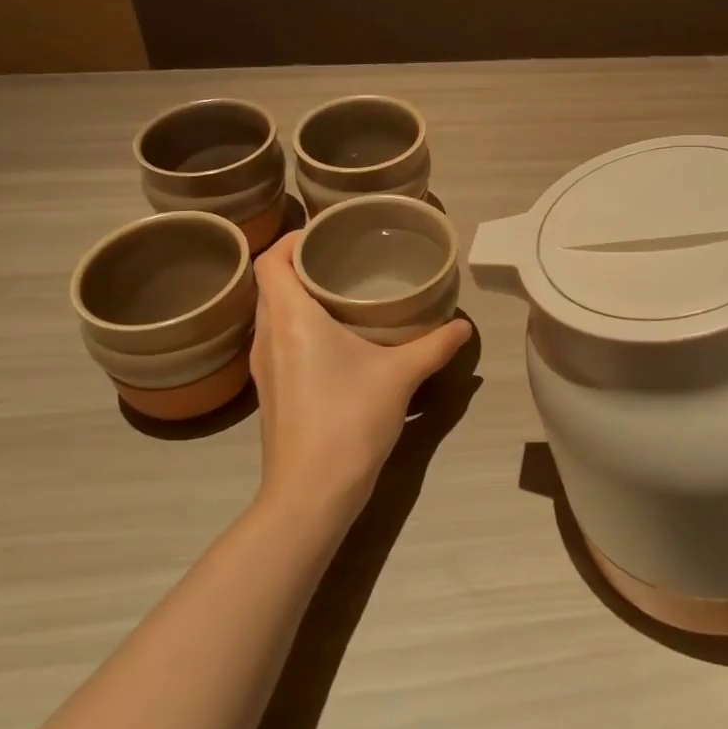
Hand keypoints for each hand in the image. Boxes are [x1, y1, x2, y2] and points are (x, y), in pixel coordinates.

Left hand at [249, 232, 472, 520]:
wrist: (311, 494)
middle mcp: (267, 337)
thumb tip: (463, 326)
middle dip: (301, 265)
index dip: (291, 240)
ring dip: (299, 297)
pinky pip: (278, 340)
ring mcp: (264, 368)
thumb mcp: (401, 376)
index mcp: (290, 319)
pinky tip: (336, 339)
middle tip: (344, 258)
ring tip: (342, 292)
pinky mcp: (271, 391)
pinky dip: (299, 325)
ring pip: (272, 314)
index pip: (269, 261)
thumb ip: (434, 345)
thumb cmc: (349, 419)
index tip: (325, 234)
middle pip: (271, 284)